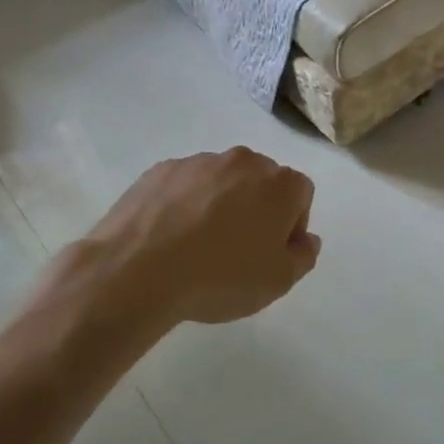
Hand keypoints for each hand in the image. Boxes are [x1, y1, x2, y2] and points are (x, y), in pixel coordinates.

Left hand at [84, 148, 320, 325]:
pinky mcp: (161, 169)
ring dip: (220, 204)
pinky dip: (185, 204)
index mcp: (279, 184)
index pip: (301, 194)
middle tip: (239, 249)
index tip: (272, 253)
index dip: (292, 224)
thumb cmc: (220, 277)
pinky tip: (170, 237)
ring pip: (221, 181)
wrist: (137, 270)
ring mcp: (199, 161)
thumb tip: (305, 239)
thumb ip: (303, 256)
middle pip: (261, 181)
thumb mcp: (278, 281)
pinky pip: (185, 185)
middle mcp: (243, 161)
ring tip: (198, 246)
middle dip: (257, 208)